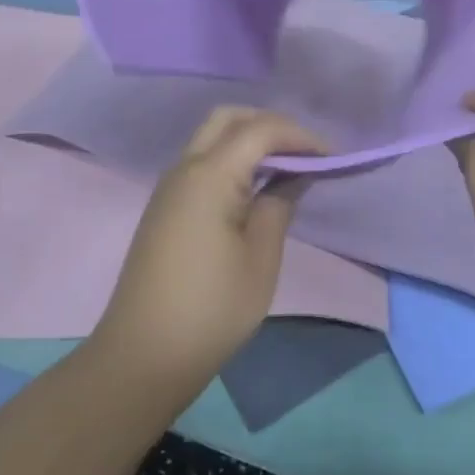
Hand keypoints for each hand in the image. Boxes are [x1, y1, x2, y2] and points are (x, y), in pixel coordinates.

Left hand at [94, 107, 323, 394]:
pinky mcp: (165, 208)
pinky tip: (256, 188)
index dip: (300, 137)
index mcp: (209, 175)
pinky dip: (233, 159)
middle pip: (229, 118)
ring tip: (287, 169)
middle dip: (271, 125)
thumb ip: (278, 205)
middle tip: (305, 154)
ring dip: (251, 140)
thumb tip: (294, 176)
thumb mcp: (260, 258)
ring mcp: (169, 187)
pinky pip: (203, 162)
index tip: (332, 159)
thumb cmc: (211, 309)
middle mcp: (184, 169)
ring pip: (212, 137)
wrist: (142, 356)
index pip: (260, 129)